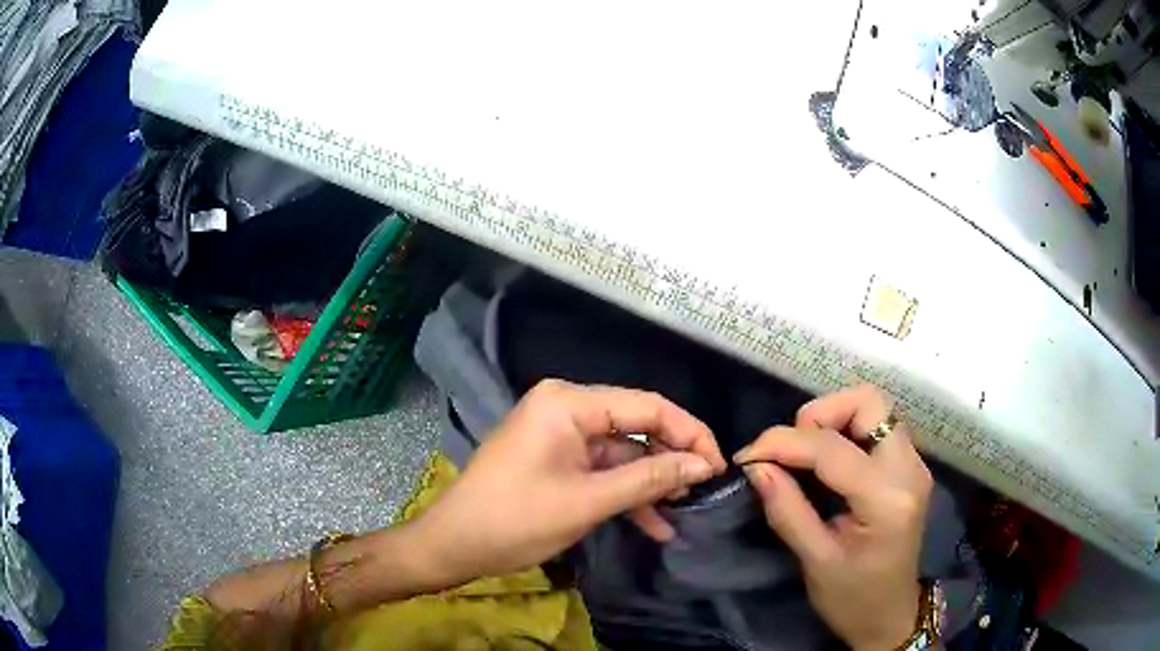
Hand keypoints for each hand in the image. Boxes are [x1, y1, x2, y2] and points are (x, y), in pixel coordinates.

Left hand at [412, 379, 726, 586]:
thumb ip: (649, 478)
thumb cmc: (515, 520)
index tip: (719, 467)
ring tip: (682, 510)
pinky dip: (626, 494)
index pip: (648, 406)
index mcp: (569, 402)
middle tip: (704, 490)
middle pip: (637, 426)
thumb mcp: (588, 502)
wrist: (455, 545)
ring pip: (623, 452)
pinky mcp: (557, 459)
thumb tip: (703, 465)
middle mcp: (566, 407)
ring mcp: (560, 434)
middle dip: (672, 459)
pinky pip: (602, 469)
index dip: (690, 434)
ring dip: (651, 483)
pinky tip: (654, 524)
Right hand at [735, 385, 931, 650]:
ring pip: (873, 408)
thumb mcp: (815, 562)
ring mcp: (914, 464)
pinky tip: (825, 462)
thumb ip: (787, 510)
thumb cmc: (853, 599)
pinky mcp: (909, 467)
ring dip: (832, 420)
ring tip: (804, 456)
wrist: (890, 616)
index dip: (783, 443)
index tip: (748, 457)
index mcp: (887, 499)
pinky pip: (876, 427)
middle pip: (867, 403)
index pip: (832, 448)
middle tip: (789, 451)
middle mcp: (909, 469)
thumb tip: (756, 467)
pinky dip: (845, 432)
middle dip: (819, 416)